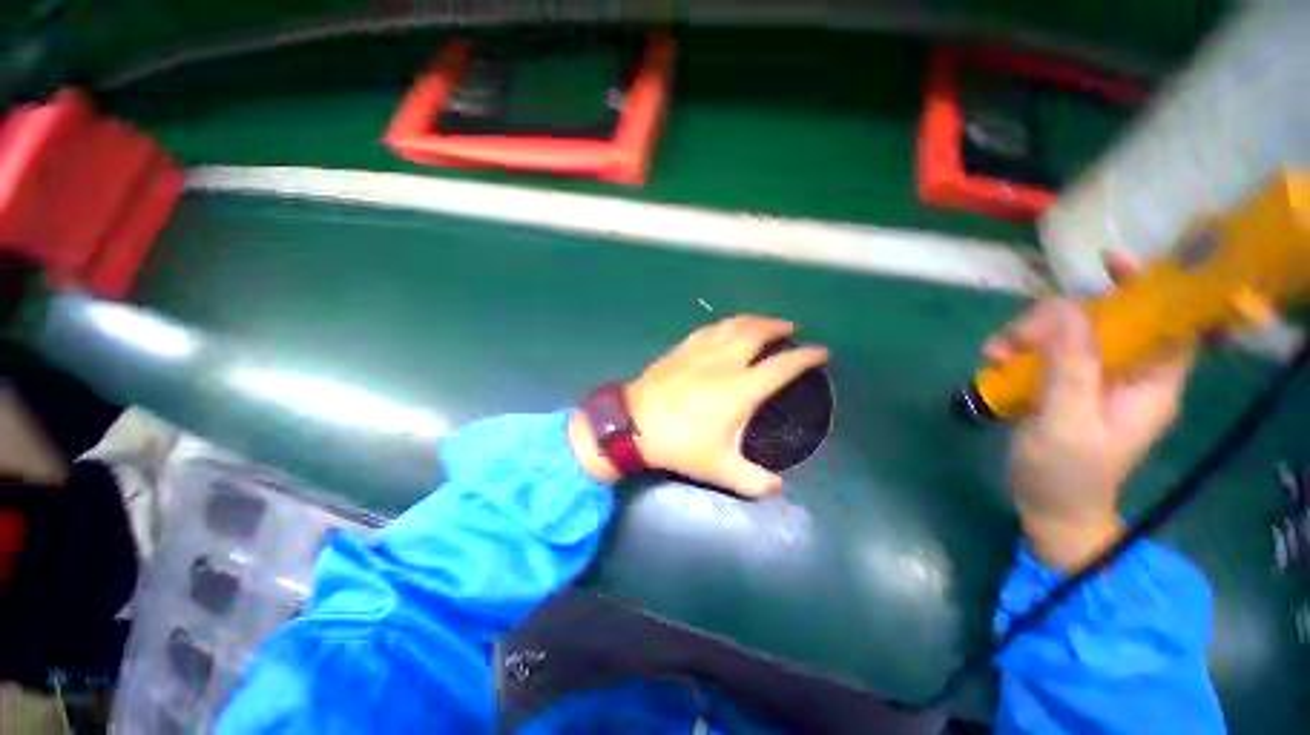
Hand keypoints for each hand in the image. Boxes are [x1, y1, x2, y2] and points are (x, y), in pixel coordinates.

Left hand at [570, 315, 828, 496]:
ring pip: (733, 324)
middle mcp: (726, 361)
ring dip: (753, 319)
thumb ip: (753, 481)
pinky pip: (709, 329)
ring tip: (763, 322)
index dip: (806, 356)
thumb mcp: (719, 468)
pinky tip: (725, 328)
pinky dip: (724, 324)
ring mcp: (701, 351)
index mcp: (741, 388)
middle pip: (758, 332)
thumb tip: (777, 489)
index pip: (783, 366)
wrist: (633, 424)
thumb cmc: (679, 444)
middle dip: (778, 326)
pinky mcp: (682, 349)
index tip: (821, 352)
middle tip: (790, 328)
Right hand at [983, 253, 1194, 567]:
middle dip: (1058, 319)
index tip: (1109, 266)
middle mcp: (1126, 374)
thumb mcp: (1067, 421)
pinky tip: (993, 363)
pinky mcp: (1065, 387)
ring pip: (1066, 335)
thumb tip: (1067, 308)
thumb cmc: (1066, 473)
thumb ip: (1071, 366)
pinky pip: (1044, 354)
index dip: (1148, 289)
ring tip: (994, 354)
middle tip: (1018, 336)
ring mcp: (1093, 380)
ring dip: (1027, 336)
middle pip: (1104, 322)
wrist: (1049, 508)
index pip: (1167, 323)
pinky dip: (1017, 352)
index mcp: (1149, 383)